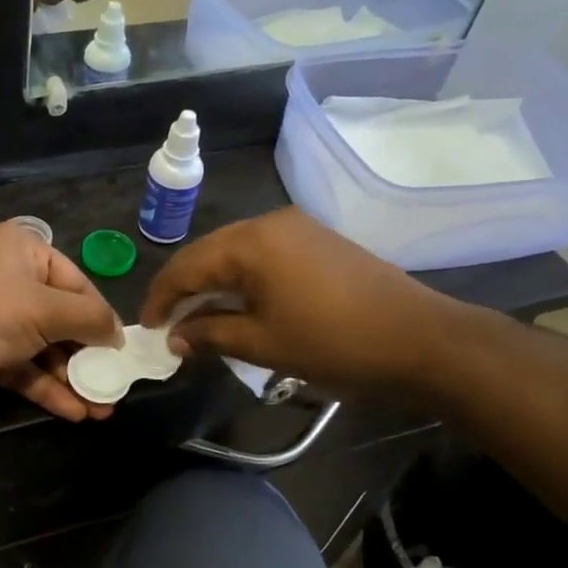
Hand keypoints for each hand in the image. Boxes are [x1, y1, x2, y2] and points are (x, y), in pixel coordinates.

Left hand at [0, 221, 124, 420]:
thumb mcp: (49, 309)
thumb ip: (91, 320)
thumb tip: (119, 336)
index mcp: (23, 249)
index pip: (76, 282)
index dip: (100, 316)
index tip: (122, 348)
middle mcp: (8, 278)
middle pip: (60, 317)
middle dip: (88, 354)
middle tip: (114, 383)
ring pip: (43, 348)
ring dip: (71, 377)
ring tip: (102, 408)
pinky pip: (23, 368)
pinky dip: (47, 387)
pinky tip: (74, 411)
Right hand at [140, 209, 459, 394]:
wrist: (421, 339)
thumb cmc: (334, 343)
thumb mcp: (263, 344)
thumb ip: (210, 334)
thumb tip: (175, 338)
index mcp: (250, 242)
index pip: (186, 265)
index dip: (161, 298)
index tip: (146, 328)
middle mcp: (269, 222)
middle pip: (208, 253)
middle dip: (184, 289)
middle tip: (169, 326)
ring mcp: (297, 228)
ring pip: (235, 253)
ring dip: (213, 284)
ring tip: (199, 319)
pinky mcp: (317, 240)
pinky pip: (263, 255)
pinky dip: (242, 279)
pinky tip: (239, 305)